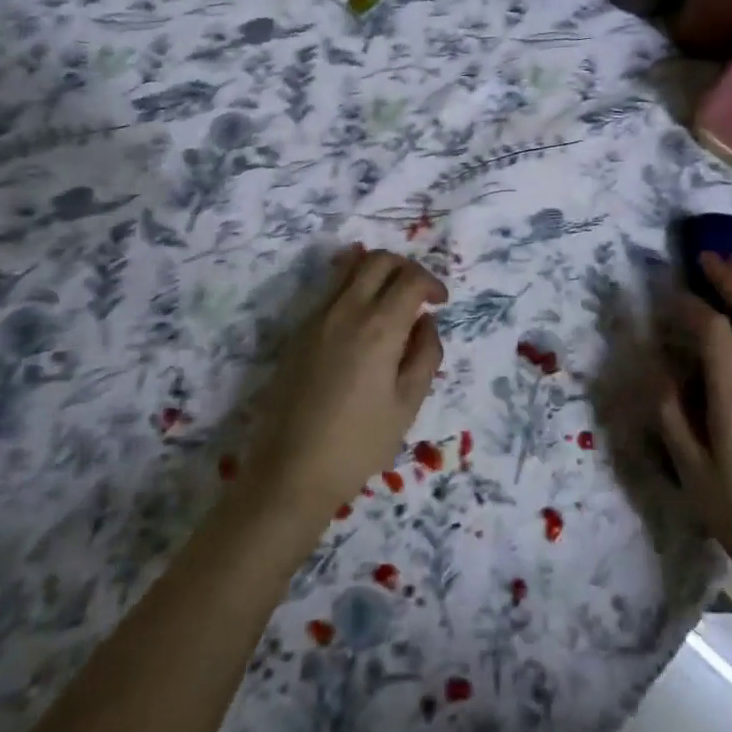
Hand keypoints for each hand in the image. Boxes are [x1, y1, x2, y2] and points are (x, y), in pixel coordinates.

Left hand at [245, 246, 447, 518]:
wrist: (291, 471)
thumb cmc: (359, 443)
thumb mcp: (408, 404)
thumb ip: (425, 354)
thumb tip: (426, 323)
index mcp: (379, 327)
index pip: (411, 278)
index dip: (432, 283)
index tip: (440, 303)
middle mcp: (346, 310)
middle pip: (378, 260)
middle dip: (406, 267)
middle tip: (419, 294)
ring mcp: (317, 318)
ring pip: (349, 268)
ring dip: (377, 272)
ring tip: (391, 300)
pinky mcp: (299, 332)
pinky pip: (331, 291)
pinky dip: (353, 288)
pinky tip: (363, 321)